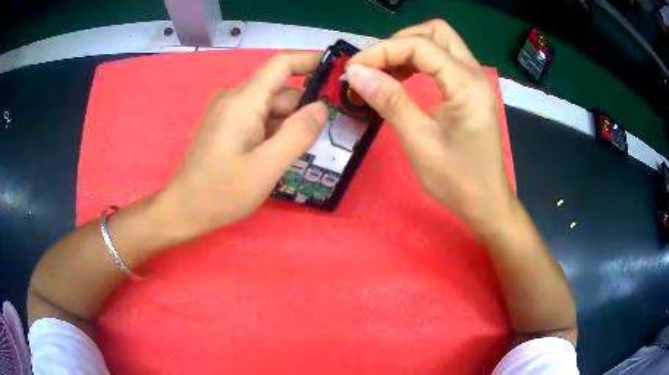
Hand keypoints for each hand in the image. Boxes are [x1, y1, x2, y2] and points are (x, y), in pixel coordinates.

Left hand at [158, 52, 328, 235]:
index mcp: (243, 102)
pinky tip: (280, 156)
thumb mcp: (266, 167)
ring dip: (290, 125)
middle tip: (325, 136)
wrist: (185, 209)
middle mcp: (235, 99)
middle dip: (304, 109)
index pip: (281, 65)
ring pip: (272, 109)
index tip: (337, 68)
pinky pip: (260, 120)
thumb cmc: (222, 192)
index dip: (310, 60)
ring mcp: (230, 113)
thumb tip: (322, 107)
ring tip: (301, 154)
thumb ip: (298, 134)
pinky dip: (275, 132)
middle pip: (280, 92)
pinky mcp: (228, 126)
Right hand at [346, 19, 514, 229]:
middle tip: (375, 66)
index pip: (420, 46)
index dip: (382, 51)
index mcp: (466, 84)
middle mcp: (474, 73)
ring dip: (410, 49)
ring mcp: (475, 80)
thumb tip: (356, 73)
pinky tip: (403, 78)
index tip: (353, 69)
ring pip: (440, 42)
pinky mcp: (471, 90)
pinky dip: (420, 61)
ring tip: (385, 72)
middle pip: (436, 32)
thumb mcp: (420, 142)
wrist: (486, 203)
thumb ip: (390, 101)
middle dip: (400, 41)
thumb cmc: (457, 181)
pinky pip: (444, 60)